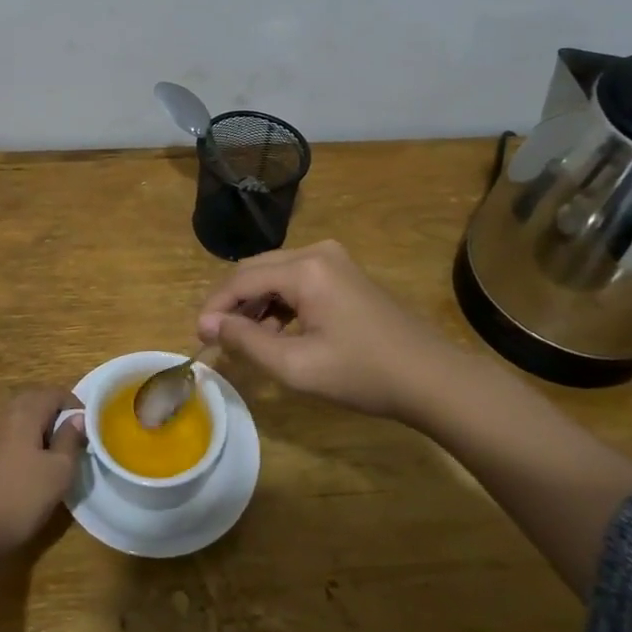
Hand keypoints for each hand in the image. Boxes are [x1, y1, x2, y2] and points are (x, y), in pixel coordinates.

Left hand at [0, 388, 85, 558]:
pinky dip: (25, 441)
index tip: (89, 427)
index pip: (55, 393)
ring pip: (21, 418)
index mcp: (25, 412)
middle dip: (57, 414)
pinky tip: (32, 466)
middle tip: (74, 437)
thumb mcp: (59, 471)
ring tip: (56, 452)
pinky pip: (9, 435)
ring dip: (40, 428)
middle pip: (35, 401)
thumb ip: (70, 440)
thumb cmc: (21, 496)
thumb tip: (78, 419)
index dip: (75, 405)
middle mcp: (4, 415)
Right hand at [197, 240, 462, 419]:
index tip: (199, 337)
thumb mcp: (297, 366)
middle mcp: (317, 252)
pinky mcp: (345, 274)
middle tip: (216, 337)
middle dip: (232, 302)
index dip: (215, 307)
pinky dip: (279, 303)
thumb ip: (247, 342)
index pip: (241, 278)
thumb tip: (209, 325)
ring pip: (276, 274)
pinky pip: (297, 280)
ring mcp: (334, 261)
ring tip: (247, 341)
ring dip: (255, 304)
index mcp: (305, 268)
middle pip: (256, 269)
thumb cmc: (363, 374)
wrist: (432, 379)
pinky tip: (277, 332)